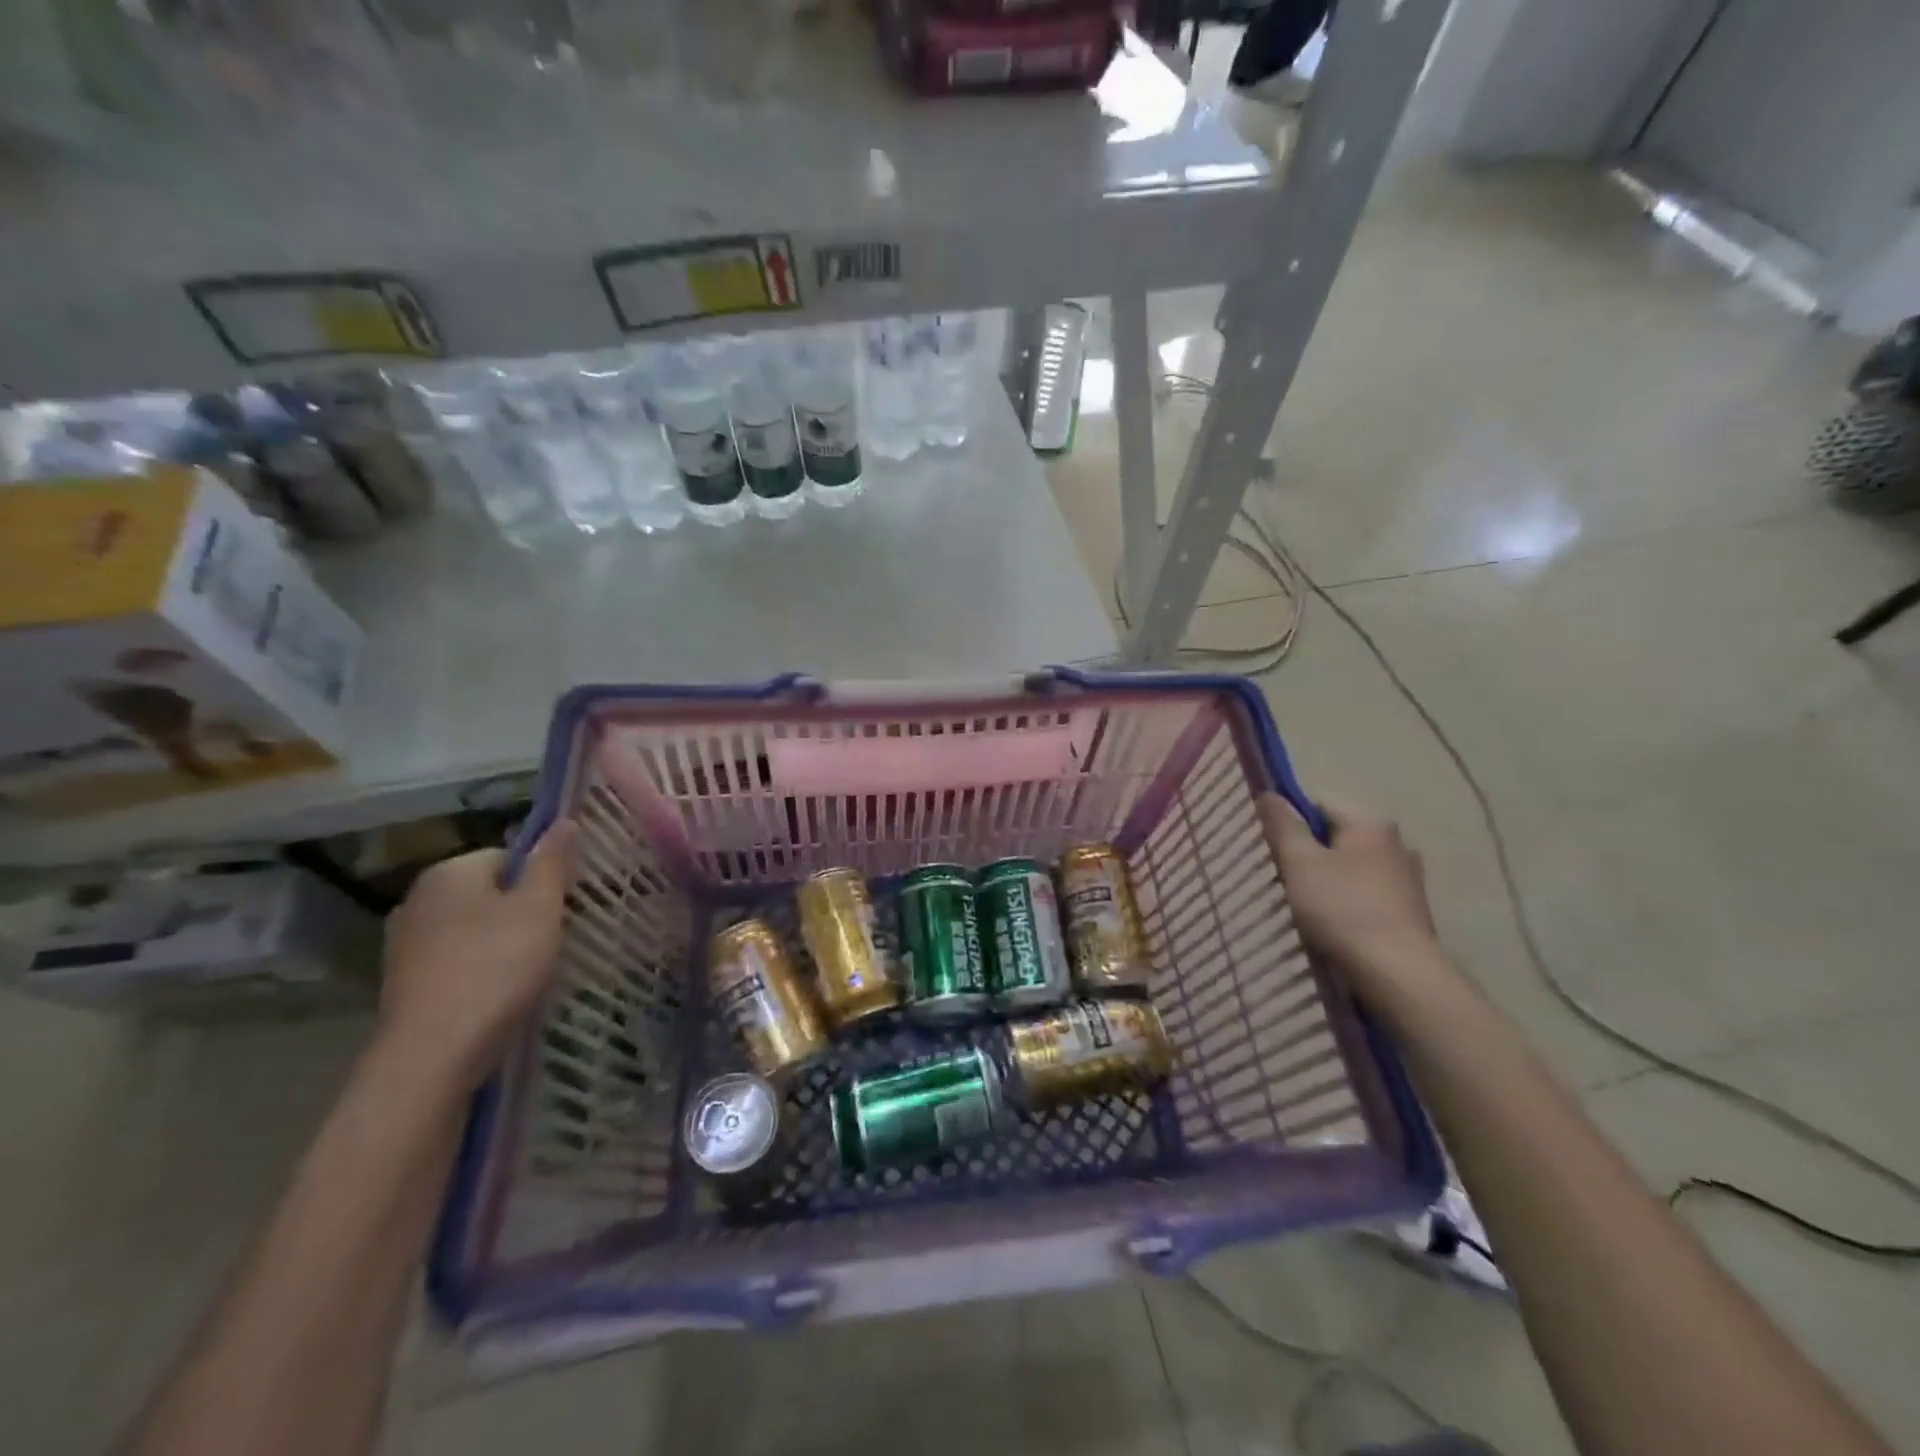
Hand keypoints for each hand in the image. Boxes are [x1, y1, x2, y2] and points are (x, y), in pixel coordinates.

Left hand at [376, 822, 574, 1091]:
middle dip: (520, 912)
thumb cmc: (497, 966)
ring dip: (501, 943)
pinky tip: (497, 994)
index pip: (509, 857)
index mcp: (450, 871)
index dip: (541, 881)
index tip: (559, 910)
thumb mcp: (540, 907)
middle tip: (549, 940)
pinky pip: (455, 960)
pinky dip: (478, 970)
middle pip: (490, 892)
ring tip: (528, 971)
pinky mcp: (403, 981)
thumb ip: (553, 862)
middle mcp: (419, 898)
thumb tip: (564, 820)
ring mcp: (405, 942)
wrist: (434, 1052)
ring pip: (473, 928)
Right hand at [1260, 795, 1442, 992]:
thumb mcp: (1299, 862)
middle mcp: (1396, 842)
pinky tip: (1334, 923)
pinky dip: (1348, 901)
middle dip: (1309, 853)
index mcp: (1370, 822)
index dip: (1290, 824)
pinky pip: (1367, 892)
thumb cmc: (1342, 908)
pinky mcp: (1411, 910)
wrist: (1397, 972)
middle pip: (1337, 837)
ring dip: (1328, 879)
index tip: (1272, 850)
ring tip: (1305, 905)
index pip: (1318, 805)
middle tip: (1284, 878)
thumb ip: (1282, 825)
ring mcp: (1408, 877)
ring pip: (1352, 867)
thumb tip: (1268, 793)